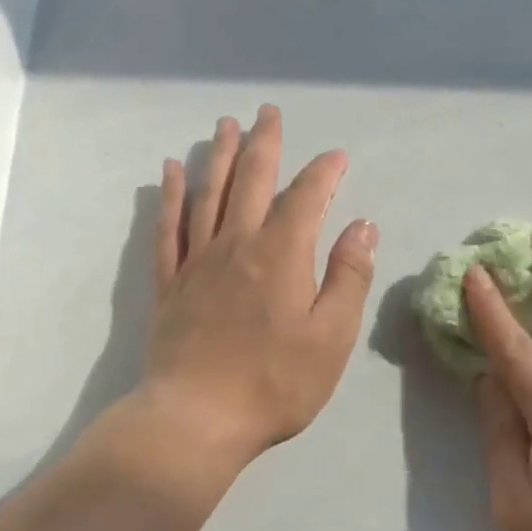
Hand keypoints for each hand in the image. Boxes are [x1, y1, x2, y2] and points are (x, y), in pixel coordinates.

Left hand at [143, 105, 377, 469]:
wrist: (196, 419)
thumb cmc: (275, 383)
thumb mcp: (331, 337)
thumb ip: (348, 277)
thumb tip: (363, 226)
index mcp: (281, 255)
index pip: (306, 197)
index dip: (324, 172)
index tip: (337, 157)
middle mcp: (237, 244)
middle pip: (251, 180)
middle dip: (264, 143)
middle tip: (268, 111)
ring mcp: (198, 261)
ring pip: (208, 192)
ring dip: (219, 155)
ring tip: (225, 125)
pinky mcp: (170, 283)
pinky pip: (168, 226)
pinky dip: (171, 194)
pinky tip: (171, 171)